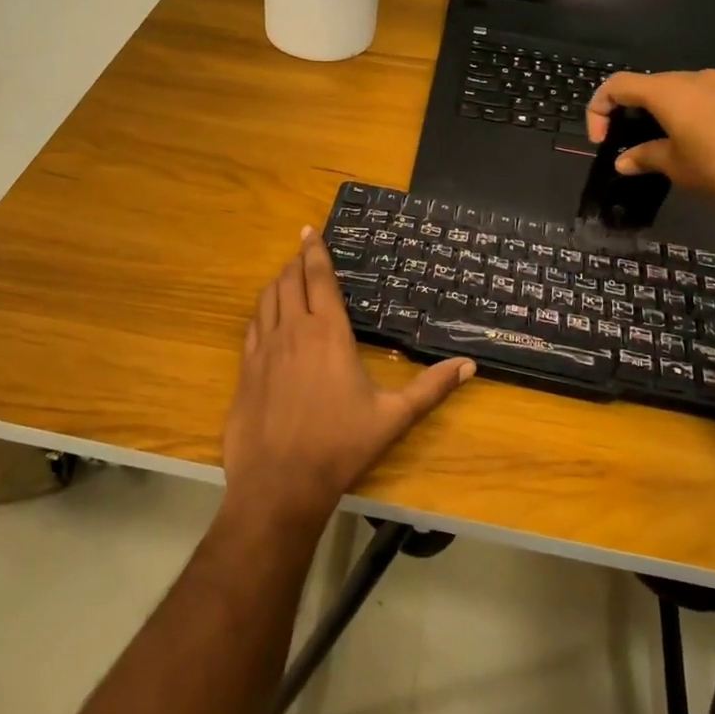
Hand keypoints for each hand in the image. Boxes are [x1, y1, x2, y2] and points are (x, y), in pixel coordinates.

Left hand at [222, 230, 475, 533]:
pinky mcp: (245, 369)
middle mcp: (293, 331)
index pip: (319, 279)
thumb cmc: (341, 445)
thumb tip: (469, 365)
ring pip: (267, 299)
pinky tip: (266, 315)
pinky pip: (252, 326)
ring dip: (278, 281)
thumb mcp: (393, 417)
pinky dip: (261, 310)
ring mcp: (264, 349)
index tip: (311, 231)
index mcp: (328, 333)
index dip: (315, 251)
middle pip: (290, 281)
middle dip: (297, 260)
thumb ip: (431, 388)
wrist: (280, 482)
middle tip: (303, 248)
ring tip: (287, 274)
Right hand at [586, 70, 714, 196]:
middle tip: (630, 143)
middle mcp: (690, 78)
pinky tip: (697, 143)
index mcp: (665, 90)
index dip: (599, 110)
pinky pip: (702, 99)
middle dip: (630, 112)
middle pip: (647, 86)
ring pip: (676, 92)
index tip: (602, 141)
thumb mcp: (675, 165)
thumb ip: (645, 157)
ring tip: (665, 146)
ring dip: (661, 114)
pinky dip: (688, 115)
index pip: (616, 85)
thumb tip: (624, 161)